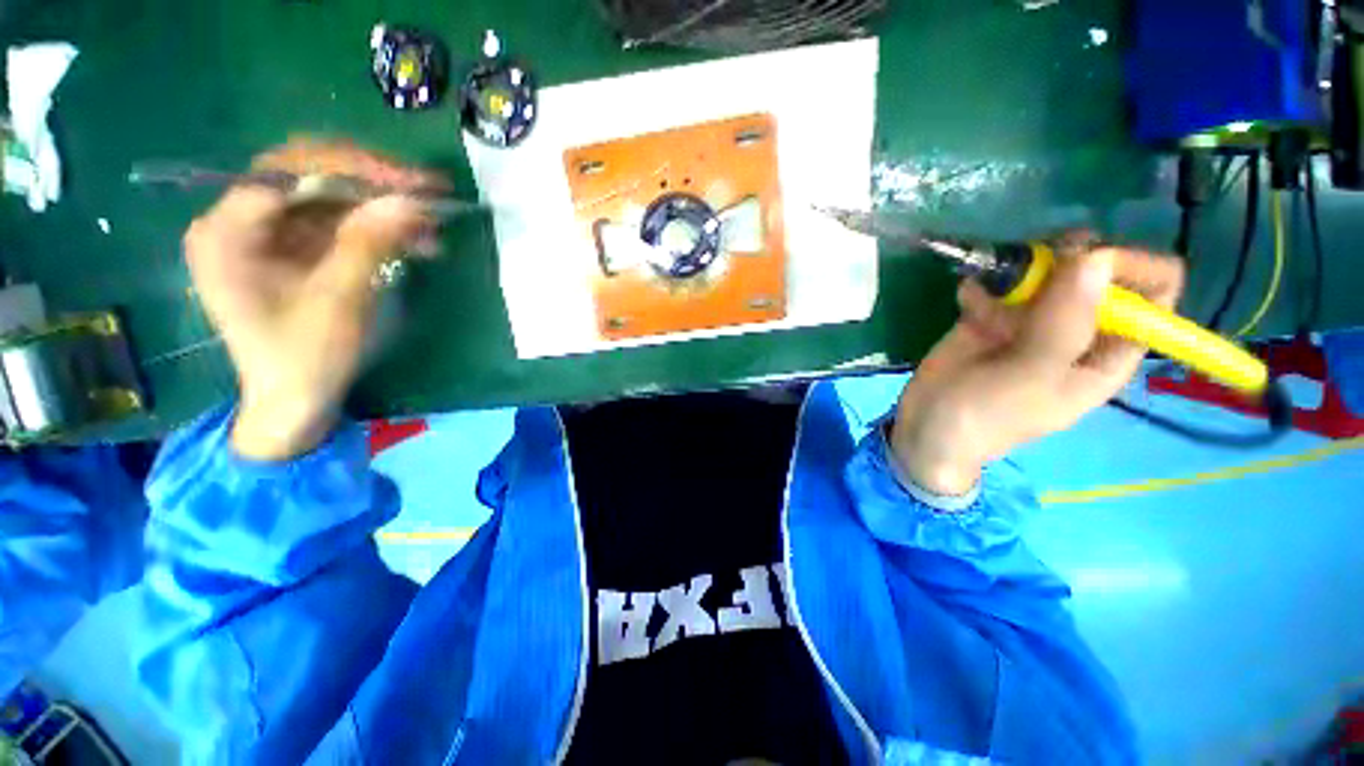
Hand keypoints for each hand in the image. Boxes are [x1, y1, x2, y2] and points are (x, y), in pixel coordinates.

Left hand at [183, 140, 439, 459]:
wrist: (295, 400)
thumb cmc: (305, 358)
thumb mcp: (339, 301)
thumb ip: (368, 243)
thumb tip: (410, 200)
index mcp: (225, 233)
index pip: (285, 173)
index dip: (350, 171)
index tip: (410, 183)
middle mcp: (238, 221)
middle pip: (305, 174)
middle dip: (369, 181)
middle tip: (425, 191)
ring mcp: (266, 233)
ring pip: (327, 196)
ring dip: (381, 205)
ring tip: (431, 221)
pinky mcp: (293, 247)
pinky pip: (337, 221)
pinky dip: (377, 226)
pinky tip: (414, 239)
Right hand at [890, 240, 1184, 495]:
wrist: (926, 424)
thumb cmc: (986, 415)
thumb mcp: (1030, 377)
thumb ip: (1063, 323)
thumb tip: (1096, 253)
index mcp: (1108, 350)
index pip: (1153, 291)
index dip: (1130, 268)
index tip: (1084, 263)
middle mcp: (1078, 328)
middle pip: (1098, 269)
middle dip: (1068, 257)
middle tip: (1030, 266)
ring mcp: (1034, 319)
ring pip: (1049, 267)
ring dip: (1023, 263)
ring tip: (993, 280)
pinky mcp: (995, 314)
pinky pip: (1002, 281)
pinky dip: (986, 280)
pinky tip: (967, 297)